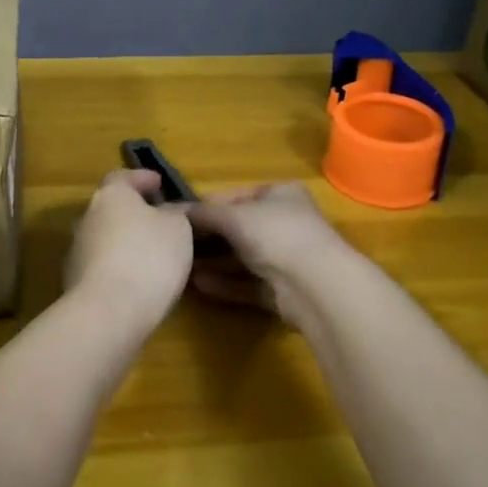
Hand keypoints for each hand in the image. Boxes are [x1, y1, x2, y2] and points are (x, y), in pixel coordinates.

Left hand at [63, 169, 194, 324]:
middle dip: (133, 214)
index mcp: (111, 195)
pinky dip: (118, 268)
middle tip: (158, 222)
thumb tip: (169, 211)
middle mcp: (87, 217)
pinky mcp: (74, 282)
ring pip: (105, 238)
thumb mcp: (178, 229)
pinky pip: (101, 266)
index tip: (158, 183)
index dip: (141, 178)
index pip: (122, 177)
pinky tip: (137, 282)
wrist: (108, 312)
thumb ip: (174, 214)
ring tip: (152, 256)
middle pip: (111, 209)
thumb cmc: (148, 257)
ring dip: (125, 243)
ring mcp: (77, 251)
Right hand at [185, 182, 357, 327]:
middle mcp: (286, 223)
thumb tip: (171, 210)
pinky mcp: (284, 291)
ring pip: (243, 259)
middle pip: (238, 229)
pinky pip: (248, 284)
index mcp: (280, 194)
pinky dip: (225, 283)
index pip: (236, 197)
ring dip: (213, 262)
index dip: (206, 206)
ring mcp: (287, 259)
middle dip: (207, 238)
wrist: (316, 286)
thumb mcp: (233, 216)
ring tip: (182, 266)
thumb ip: (202, 213)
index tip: (178, 217)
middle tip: (176, 245)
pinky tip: (199, 285)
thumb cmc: (275, 234)